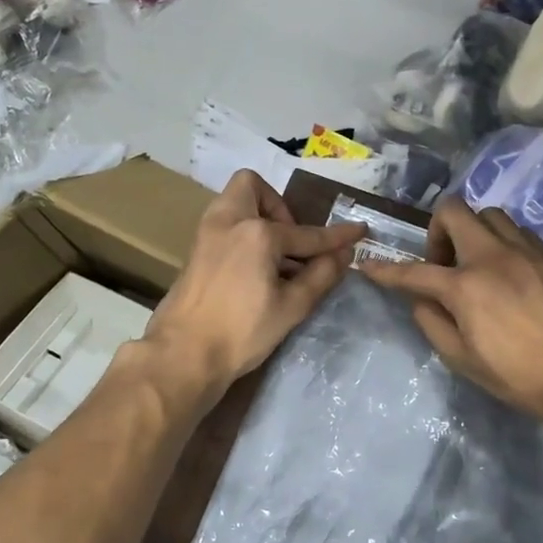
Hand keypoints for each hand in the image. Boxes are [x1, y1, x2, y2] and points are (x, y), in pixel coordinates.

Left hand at [145, 170, 365, 394]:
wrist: (183, 354)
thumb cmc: (241, 331)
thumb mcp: (292, 306)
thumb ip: (321, 275)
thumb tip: (344, 254)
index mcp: (257, 233)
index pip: (307, 233)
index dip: (337, 236)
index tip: (359, 231)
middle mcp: (228, 221)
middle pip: (253, 187)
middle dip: (278, 206)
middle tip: (292, 242)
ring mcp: (206, 234)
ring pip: (235, 204)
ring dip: (260, 219)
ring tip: (278, 258)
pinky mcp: (195, 252)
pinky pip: (225, 225)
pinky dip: (245, 235)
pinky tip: (257, 270)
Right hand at [359, 198, 542, 437]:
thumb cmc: (517, 375)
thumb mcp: (462, 359)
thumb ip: (433, 323)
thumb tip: (421, 300)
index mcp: (465, 285)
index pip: (414, 272)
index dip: (386, 270)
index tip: (368, 265)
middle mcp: (492, 256)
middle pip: (454, 211)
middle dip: (437, 231)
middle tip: (443, 264)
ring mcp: (526, 251)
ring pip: (490, 215)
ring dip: (473, 232)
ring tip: (477, 265)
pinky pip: (518, 232)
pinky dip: (502, 243)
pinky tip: (508, 273)